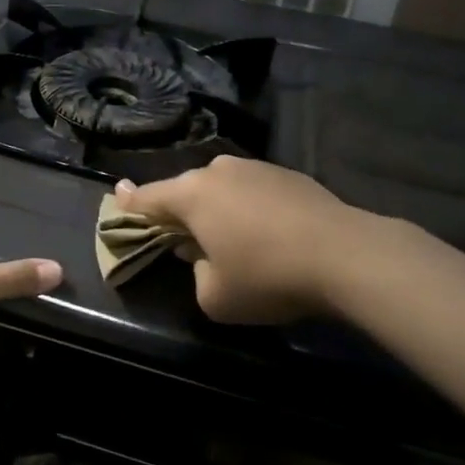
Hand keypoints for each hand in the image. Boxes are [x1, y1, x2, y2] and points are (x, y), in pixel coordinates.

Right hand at [116, 157, 392, 323]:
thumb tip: (204, 259)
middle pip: (186, 191)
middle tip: (184, 239)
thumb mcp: (214, 297)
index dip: (128, 202)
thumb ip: (195, 276)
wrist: (346, 255)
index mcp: (191, 195)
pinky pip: (253, 190)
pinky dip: (250, 208)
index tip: (117, 195)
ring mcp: (255, 168)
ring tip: (234, 239)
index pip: (147, 198)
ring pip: (222, 188)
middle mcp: (218, 171)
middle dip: (180, 212)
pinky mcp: (288, 174)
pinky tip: (270, 234)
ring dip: (218, 209)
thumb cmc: (267, 276)